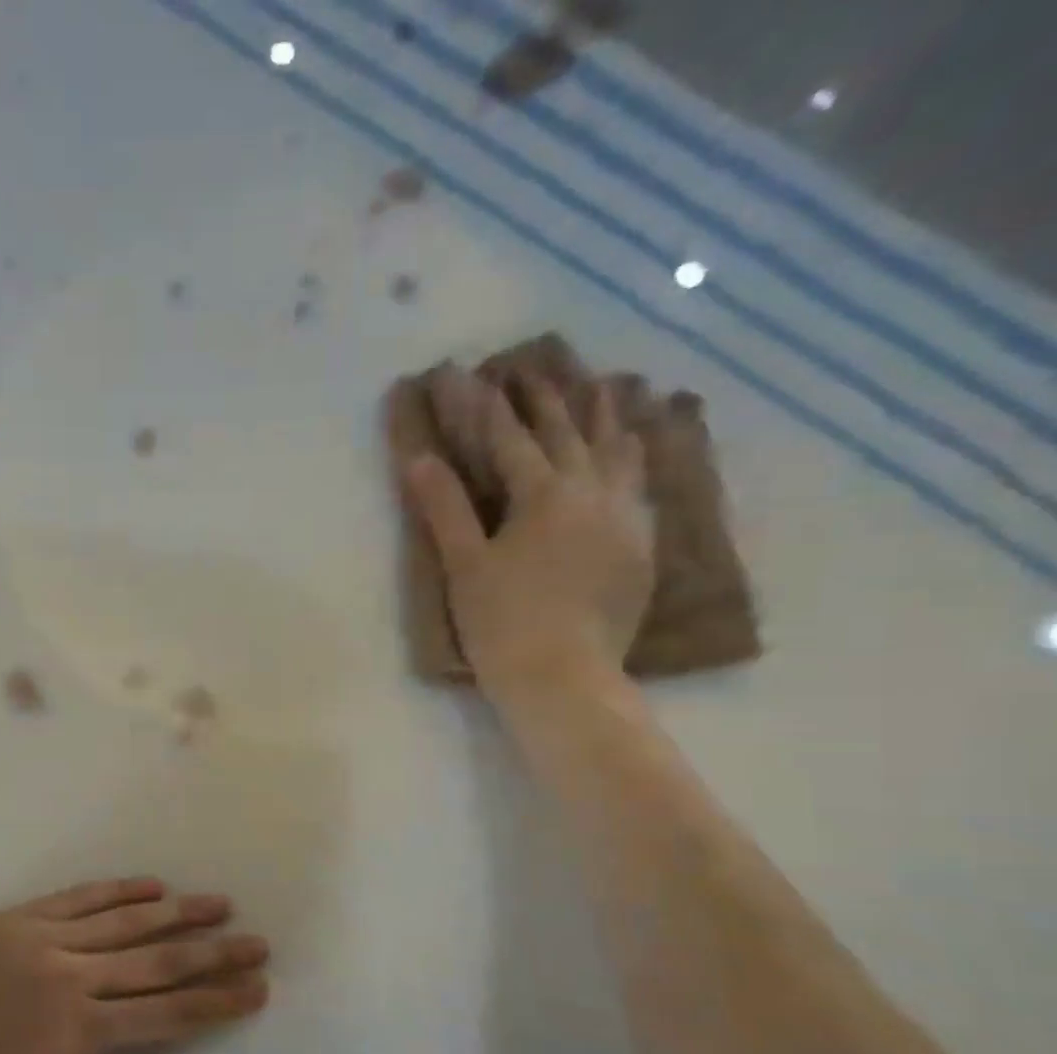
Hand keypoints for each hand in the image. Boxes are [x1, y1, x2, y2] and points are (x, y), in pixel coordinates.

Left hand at [0, 878, 269, 1053]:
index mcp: (83, 1030)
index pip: (168, 1013)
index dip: (218, 1002)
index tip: (257, 988)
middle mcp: (76, 976)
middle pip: (159, 962)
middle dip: (214, 953)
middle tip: (256, 942)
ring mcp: (50, 939)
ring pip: (127, 921)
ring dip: (179, 913)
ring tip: (219, 904)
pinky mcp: (26, 916)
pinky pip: (83, 897)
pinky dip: (121, 890)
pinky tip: (154, 885)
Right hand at [402, 364, 653, 707]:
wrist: (563, 677)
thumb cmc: (501, 622)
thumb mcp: (464, 565)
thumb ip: (445, 507)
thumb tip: (420, 458)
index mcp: (545, 496)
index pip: (512, 440)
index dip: (489, 407)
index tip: (475, 374)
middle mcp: (594, 495)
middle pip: (572, 435)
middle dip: (551, 399)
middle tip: (539, 366)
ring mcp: (626, 520)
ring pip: (621, 453)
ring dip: (608, 417)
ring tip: (607, 387)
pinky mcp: (642, 548)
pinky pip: (642, 486)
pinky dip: (635, 459)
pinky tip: (635, 453)